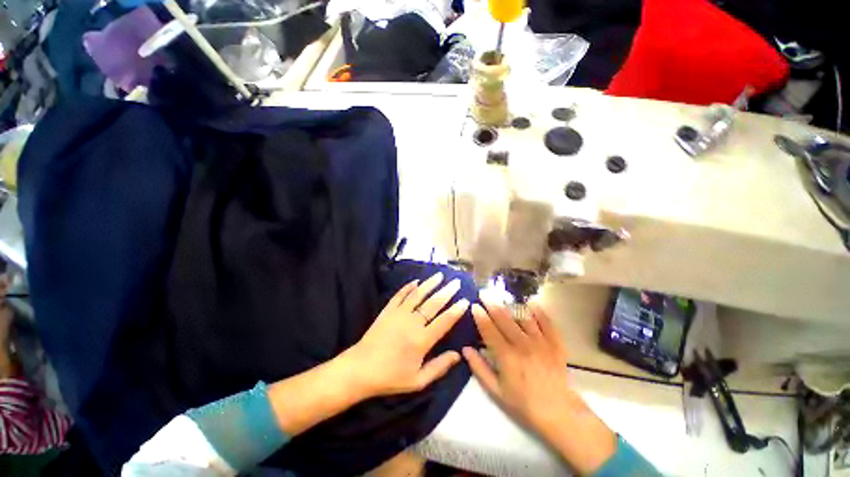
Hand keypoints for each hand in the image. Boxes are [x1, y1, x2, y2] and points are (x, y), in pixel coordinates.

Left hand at [344, 272, 469, 398]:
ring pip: (417, 294)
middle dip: (446, 291)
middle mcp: (412, 323)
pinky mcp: (388, 310)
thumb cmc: (391, 377)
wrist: (360, 369)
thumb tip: (458, 355)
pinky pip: (400, 295)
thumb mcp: (418, 381)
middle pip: (433, 303)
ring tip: (440, 275)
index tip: (465, 300)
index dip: (456, 310)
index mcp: (422, 340)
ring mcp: (399, 314)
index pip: (444, 321)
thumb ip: (439, 367)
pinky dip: (408, 287)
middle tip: (456, 282)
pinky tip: (416, 281)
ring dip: (429, 284)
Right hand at [463, 299, 615, 473]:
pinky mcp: (555, 343)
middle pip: (504, 319)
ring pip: (523, 317)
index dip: (480, 316)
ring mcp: (541, 342)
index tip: (474, 305)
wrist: (558, 412)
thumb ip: (479, 368)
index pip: (489, 330)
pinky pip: (547, 322)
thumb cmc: (523, 403)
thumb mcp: (496, 391)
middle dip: (492, 304)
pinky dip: (539, 311)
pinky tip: (531, 303)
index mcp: (506, 356)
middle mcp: (523, 345)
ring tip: (503, 296)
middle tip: (484, 292)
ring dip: (511, 305)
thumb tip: (465, 349)